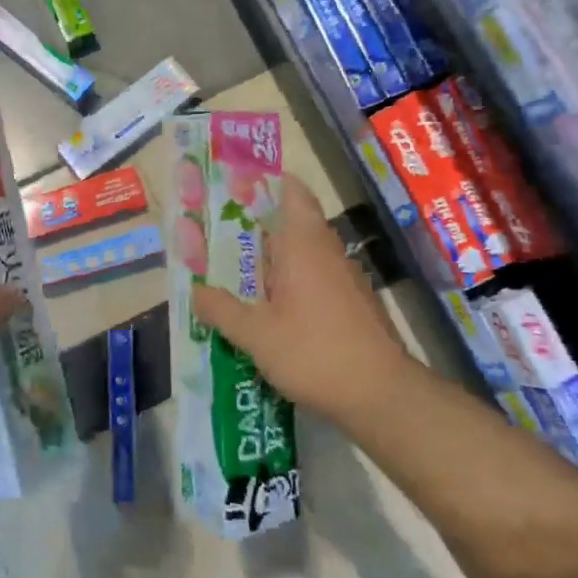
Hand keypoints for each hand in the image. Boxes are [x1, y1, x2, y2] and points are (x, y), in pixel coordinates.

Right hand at [192, 175, 409, 428]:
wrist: (382, 395)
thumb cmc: (315, 352)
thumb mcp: (256, 334)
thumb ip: (221, 309)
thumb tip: (196, 291)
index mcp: (303, 243)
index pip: (292, 192)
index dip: (267, 182)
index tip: (236, 186)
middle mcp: (327, 251)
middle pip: (293, 221)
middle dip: (258, 224)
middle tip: (220, 232)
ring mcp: (344, 277)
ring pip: (304, 252)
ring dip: (273, 257)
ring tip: (237, 271)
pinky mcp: (353, 302)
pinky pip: (315, 277)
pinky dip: (291, 281)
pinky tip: (269, 306)